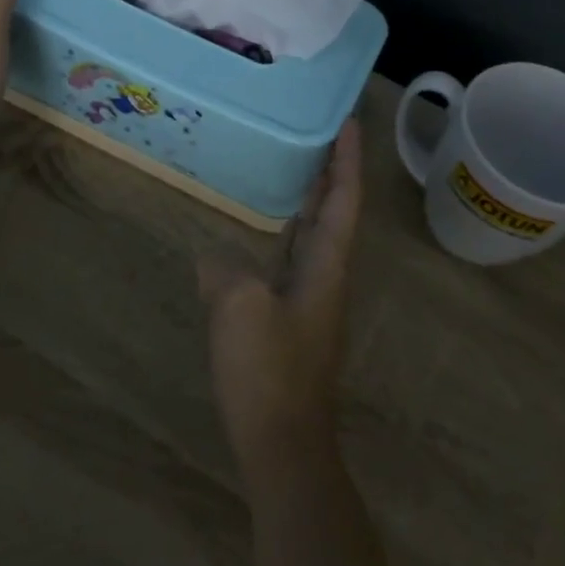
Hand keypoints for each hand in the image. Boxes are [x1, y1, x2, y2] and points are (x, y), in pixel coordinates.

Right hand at [201, 120, 362, 483]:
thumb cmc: (268, 370)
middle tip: (318, 135)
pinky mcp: (292, 324)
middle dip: (330, 174)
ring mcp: (311, 304)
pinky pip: (291, 264)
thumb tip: (214, 258)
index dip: (347, 160)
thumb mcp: (238, 307)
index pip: (343, 201)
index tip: (351, 122)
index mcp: (327, 267)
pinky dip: (284, 236)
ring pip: (314, 239)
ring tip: (293, 171)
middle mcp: (327, 279)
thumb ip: (226, 270)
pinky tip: (259, 236)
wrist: (282, 443)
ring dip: (309, 203)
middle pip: (334, 215)